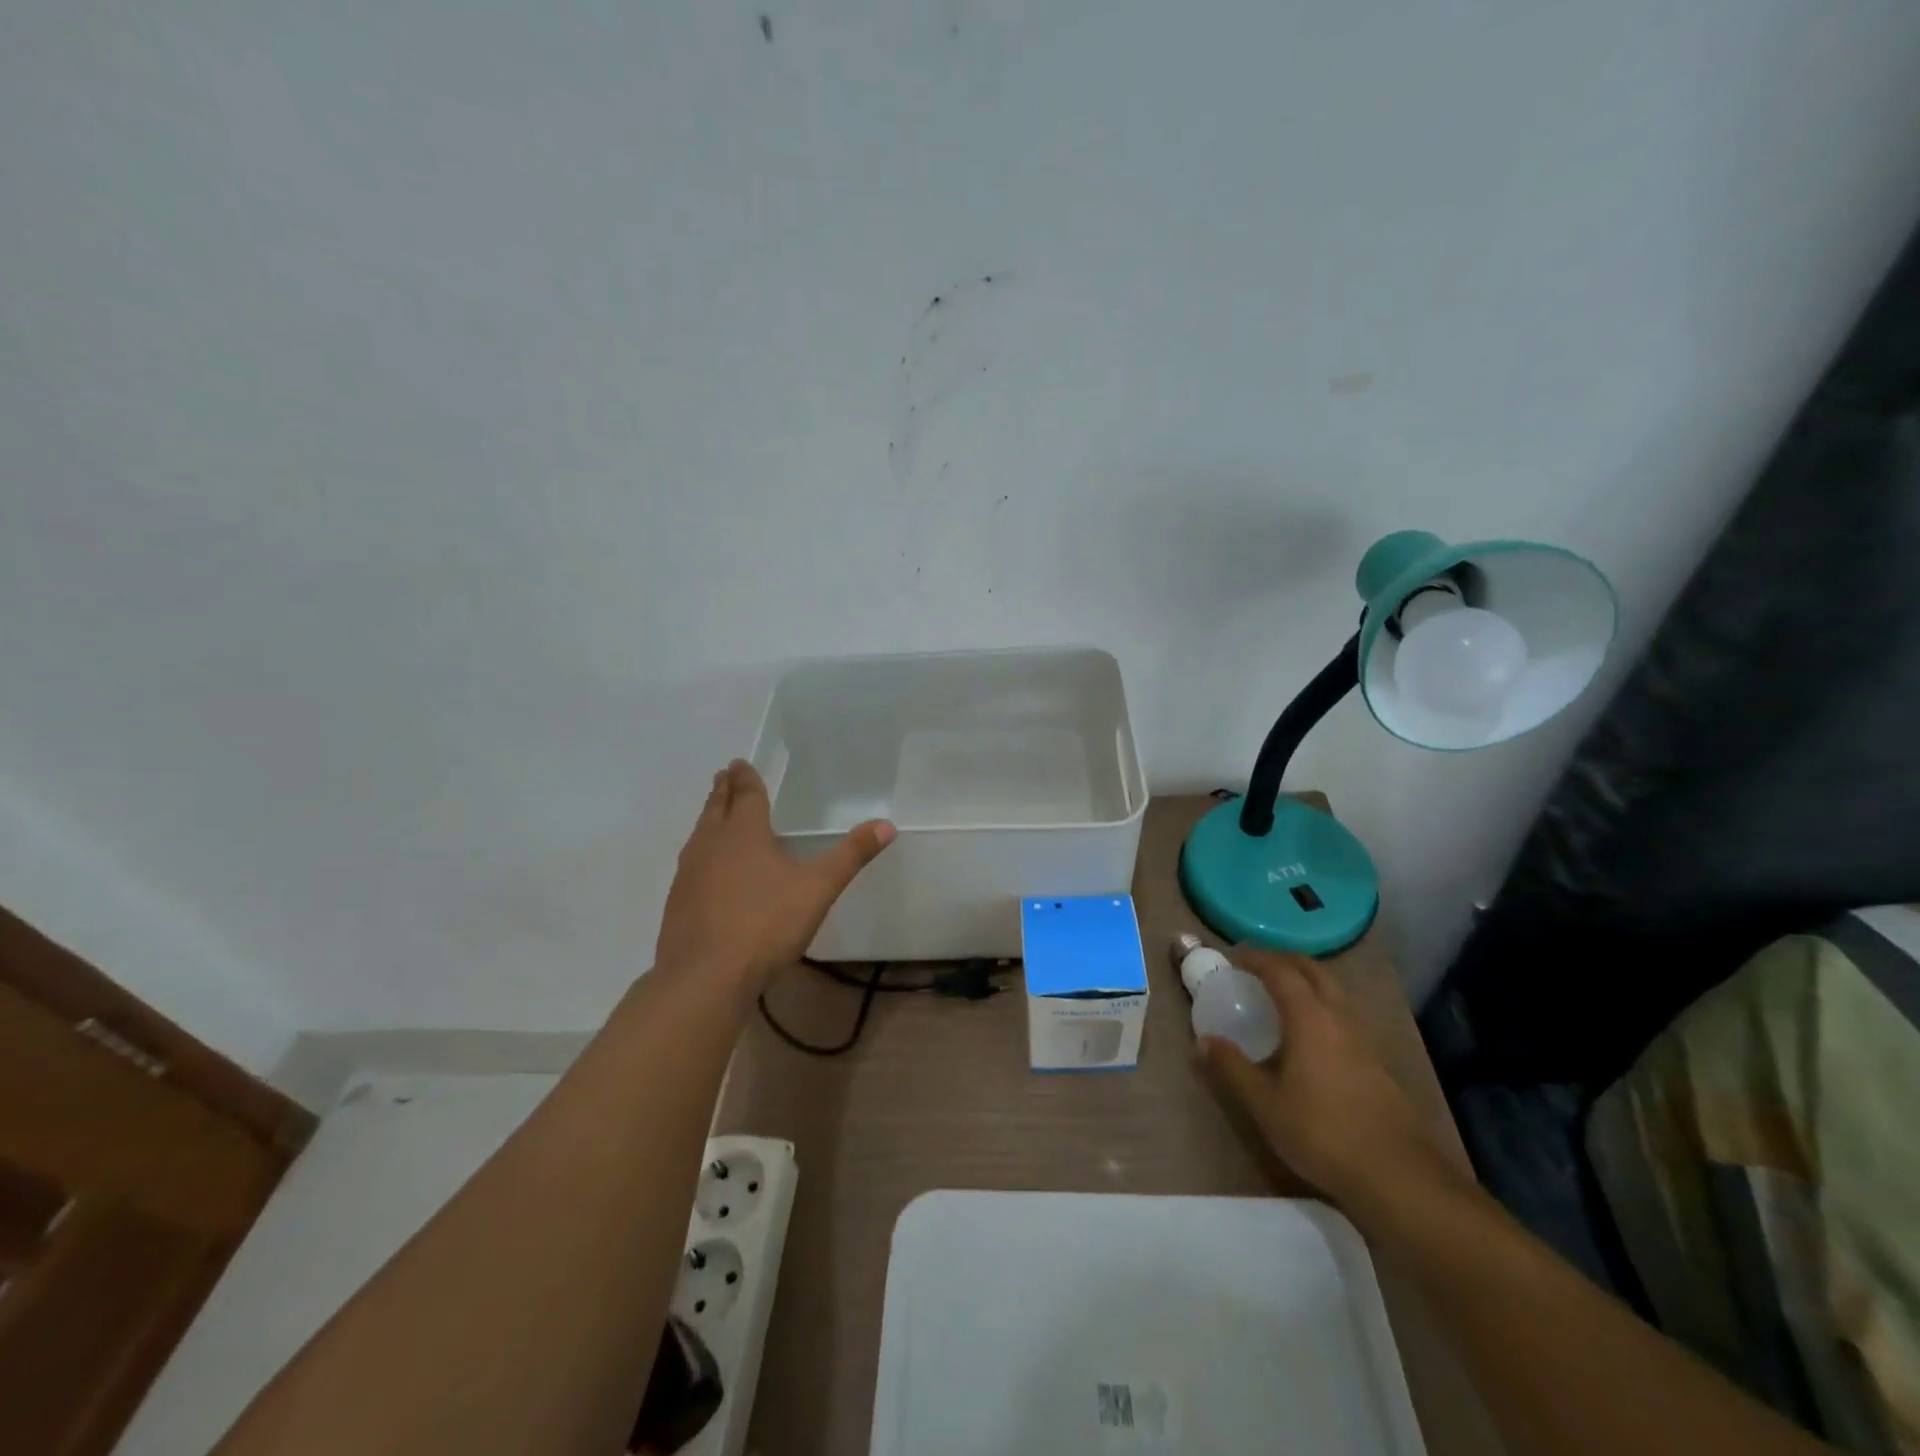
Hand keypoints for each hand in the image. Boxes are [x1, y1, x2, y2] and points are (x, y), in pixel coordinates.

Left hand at [656, 760, 894, 983]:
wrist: (705, 977)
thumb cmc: (765, 924)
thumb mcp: (818, 889)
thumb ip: (851, 856)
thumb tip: (887, 825)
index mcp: (744, 834)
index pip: (746, 796)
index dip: (745, 778)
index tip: (738, 763)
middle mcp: (711, 845)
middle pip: (716, 809)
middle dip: (723, 791)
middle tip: (723, 775)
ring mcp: (688, 874)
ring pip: (699, 835)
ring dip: (709, 819)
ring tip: (714, 814)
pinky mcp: (678, 903)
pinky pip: (690, 864)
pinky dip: (701, 852)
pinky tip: (706, 869)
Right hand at [1200, 948, 1462, 1213]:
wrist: (1398, 1176)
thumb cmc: (1322, 1132)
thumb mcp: (1264, 1104)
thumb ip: (1232, 1068)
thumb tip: (1203, 1040)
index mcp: (1310, 1018)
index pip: (1281, 971)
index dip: (1256, 957)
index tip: (1234, 955)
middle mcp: (1339, 1018)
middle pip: (1313, 971)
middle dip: (1284, 960)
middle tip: (1258, 965)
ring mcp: (1363, 1039)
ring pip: (1333, 992)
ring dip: (1306, 981)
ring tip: (1280, 994)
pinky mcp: (1376, 1062)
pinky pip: (1342, 1015)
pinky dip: (1320, 1005)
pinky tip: (1309, 1033)